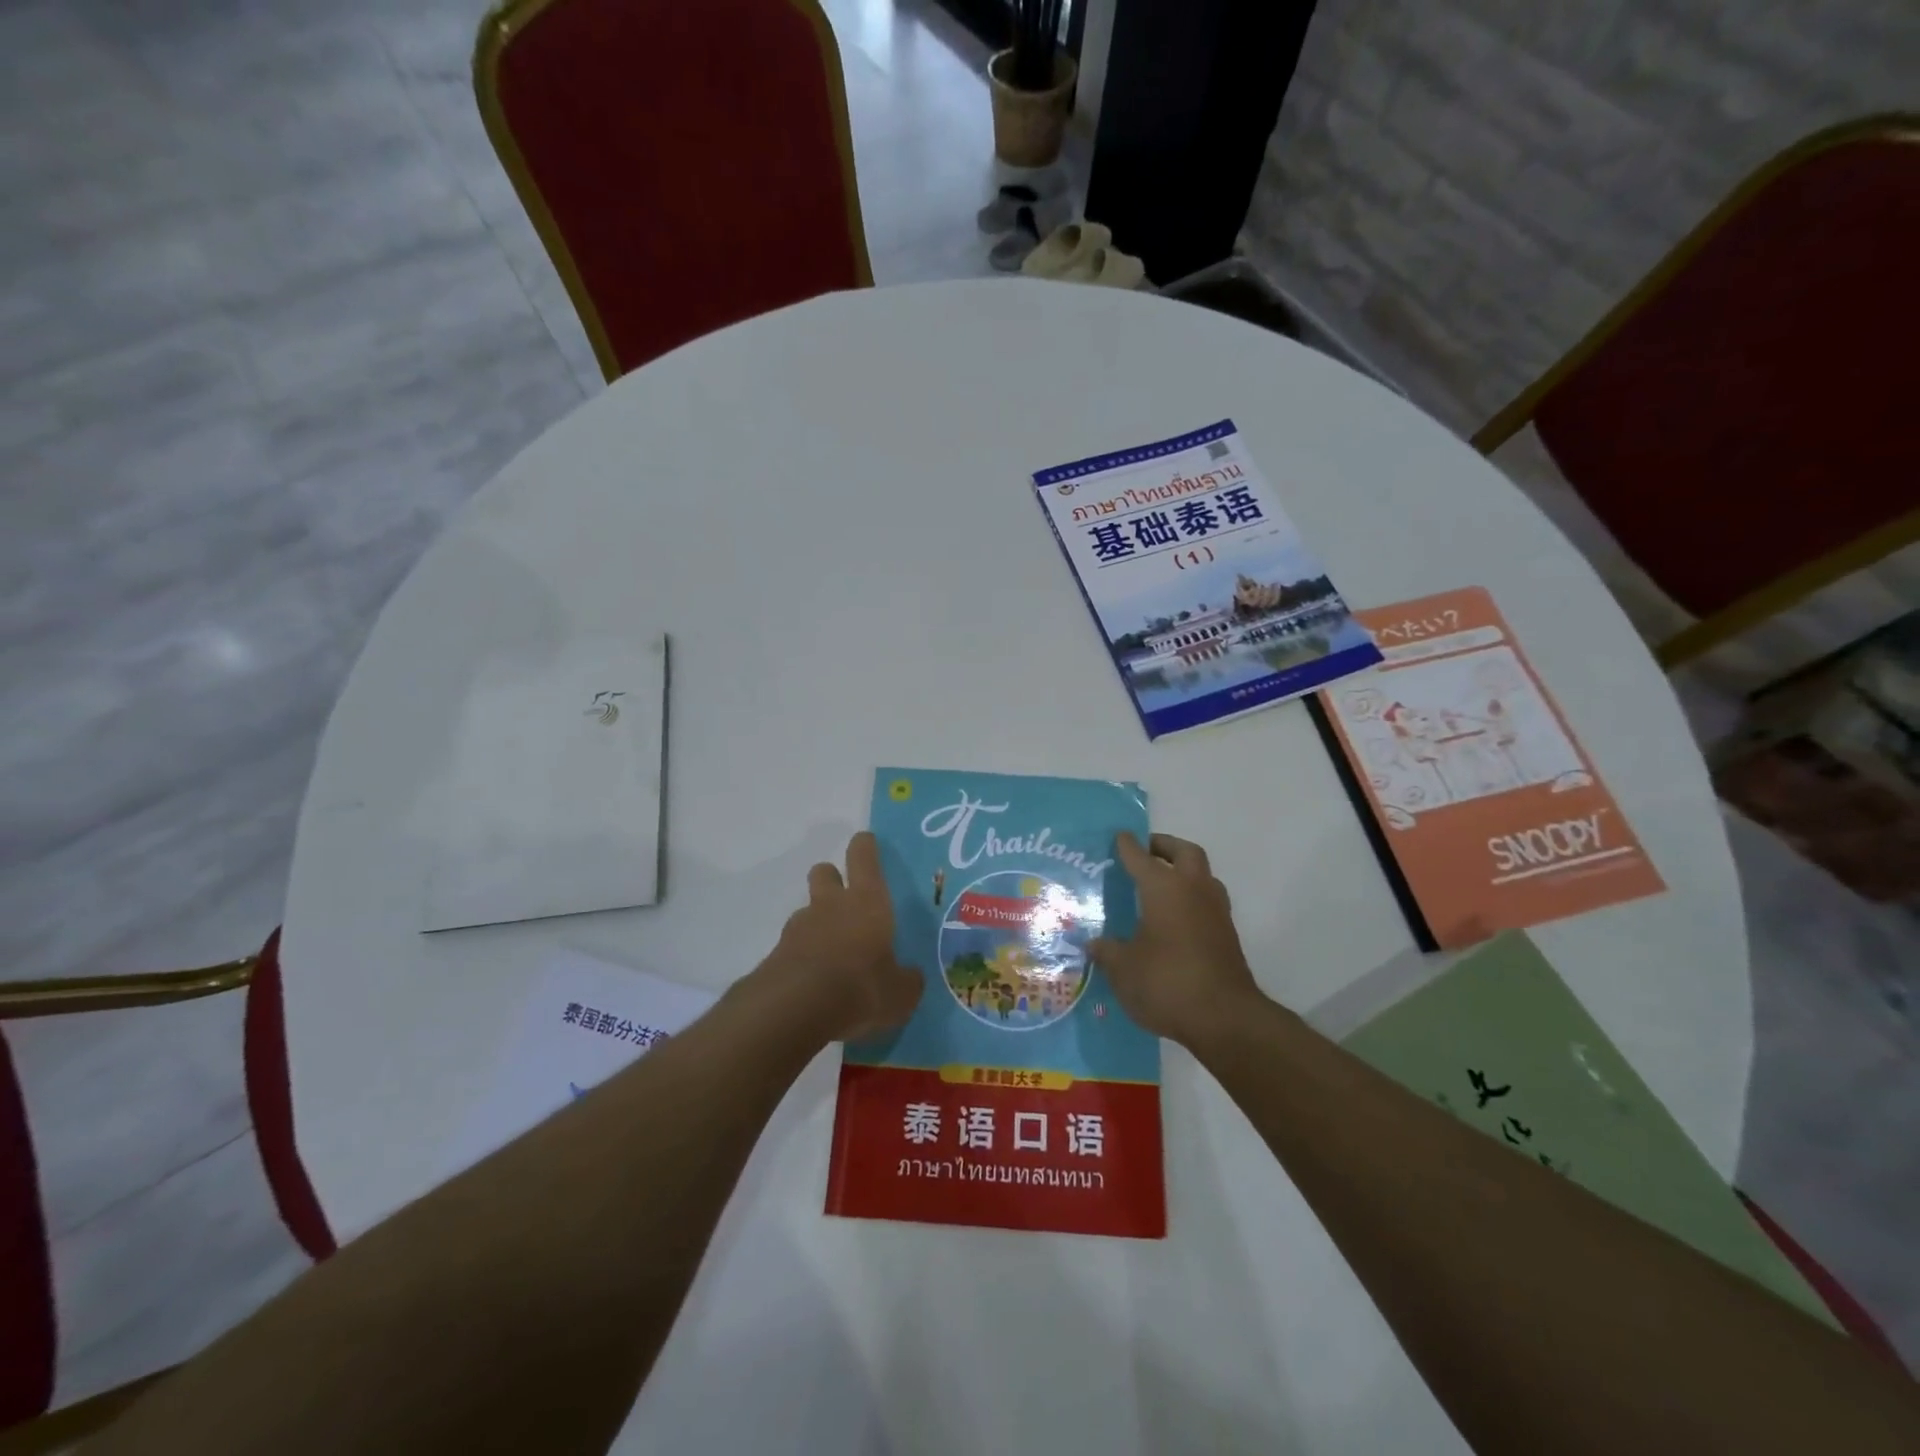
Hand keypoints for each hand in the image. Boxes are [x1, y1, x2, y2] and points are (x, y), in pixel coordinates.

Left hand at [758, 831, 922, 1042]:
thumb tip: (910, 976)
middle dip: (833, 879)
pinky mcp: (776, 954)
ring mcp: (799, 927)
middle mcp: (831, 905)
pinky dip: (804, 955)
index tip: (868, 844)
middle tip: (848, 902)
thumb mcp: (900, 994)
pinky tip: (815, 984)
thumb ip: (906, 980)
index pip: (863, 856)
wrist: (793, 1010)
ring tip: (834, 955)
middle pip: (825, 871)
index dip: (865, 847)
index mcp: (867, 901)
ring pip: (808, 909)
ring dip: (818, 922)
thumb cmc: (860, 989)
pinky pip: (794, 945)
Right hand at [1089, 833, 1264, 1048]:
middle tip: (1145, 852)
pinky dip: (1190, 899)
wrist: (1226, 1019)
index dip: (1127, 846)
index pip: (1141, 857)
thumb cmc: (1167, 982)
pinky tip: (1173, 918)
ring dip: (1183, 872)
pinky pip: (1207, 902)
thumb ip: (1108, 952)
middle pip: (1184, 853)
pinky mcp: (1227, 935)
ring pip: (1202, 875)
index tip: (1118, 837)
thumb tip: (1094, 944)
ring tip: (1160, 884)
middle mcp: (1193, 890)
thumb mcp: (1124, 969)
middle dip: (1164, 847)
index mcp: (1164, 888)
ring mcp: (1216, 912)